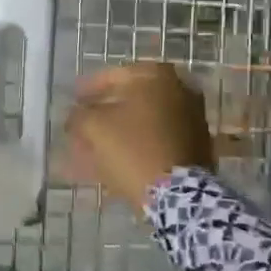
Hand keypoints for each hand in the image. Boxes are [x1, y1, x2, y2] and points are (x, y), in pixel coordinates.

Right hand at [66, 62, 213, 211]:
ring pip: (144, 122)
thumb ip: (80, 114)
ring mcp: (192, 118)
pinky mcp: (197, 146)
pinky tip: (117, 161)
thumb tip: (76, 114)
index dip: (88, 89)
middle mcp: (180, 89)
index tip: (73, 100)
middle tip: (84, 125)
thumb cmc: (133, 148)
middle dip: (104, 114)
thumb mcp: (95, 127)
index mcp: (157, 76)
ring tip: (95, 148)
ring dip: (119, 132)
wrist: (177, 193)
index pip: (113, 76)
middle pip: (131, 100)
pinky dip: (137, 146)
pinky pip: (157, 140)